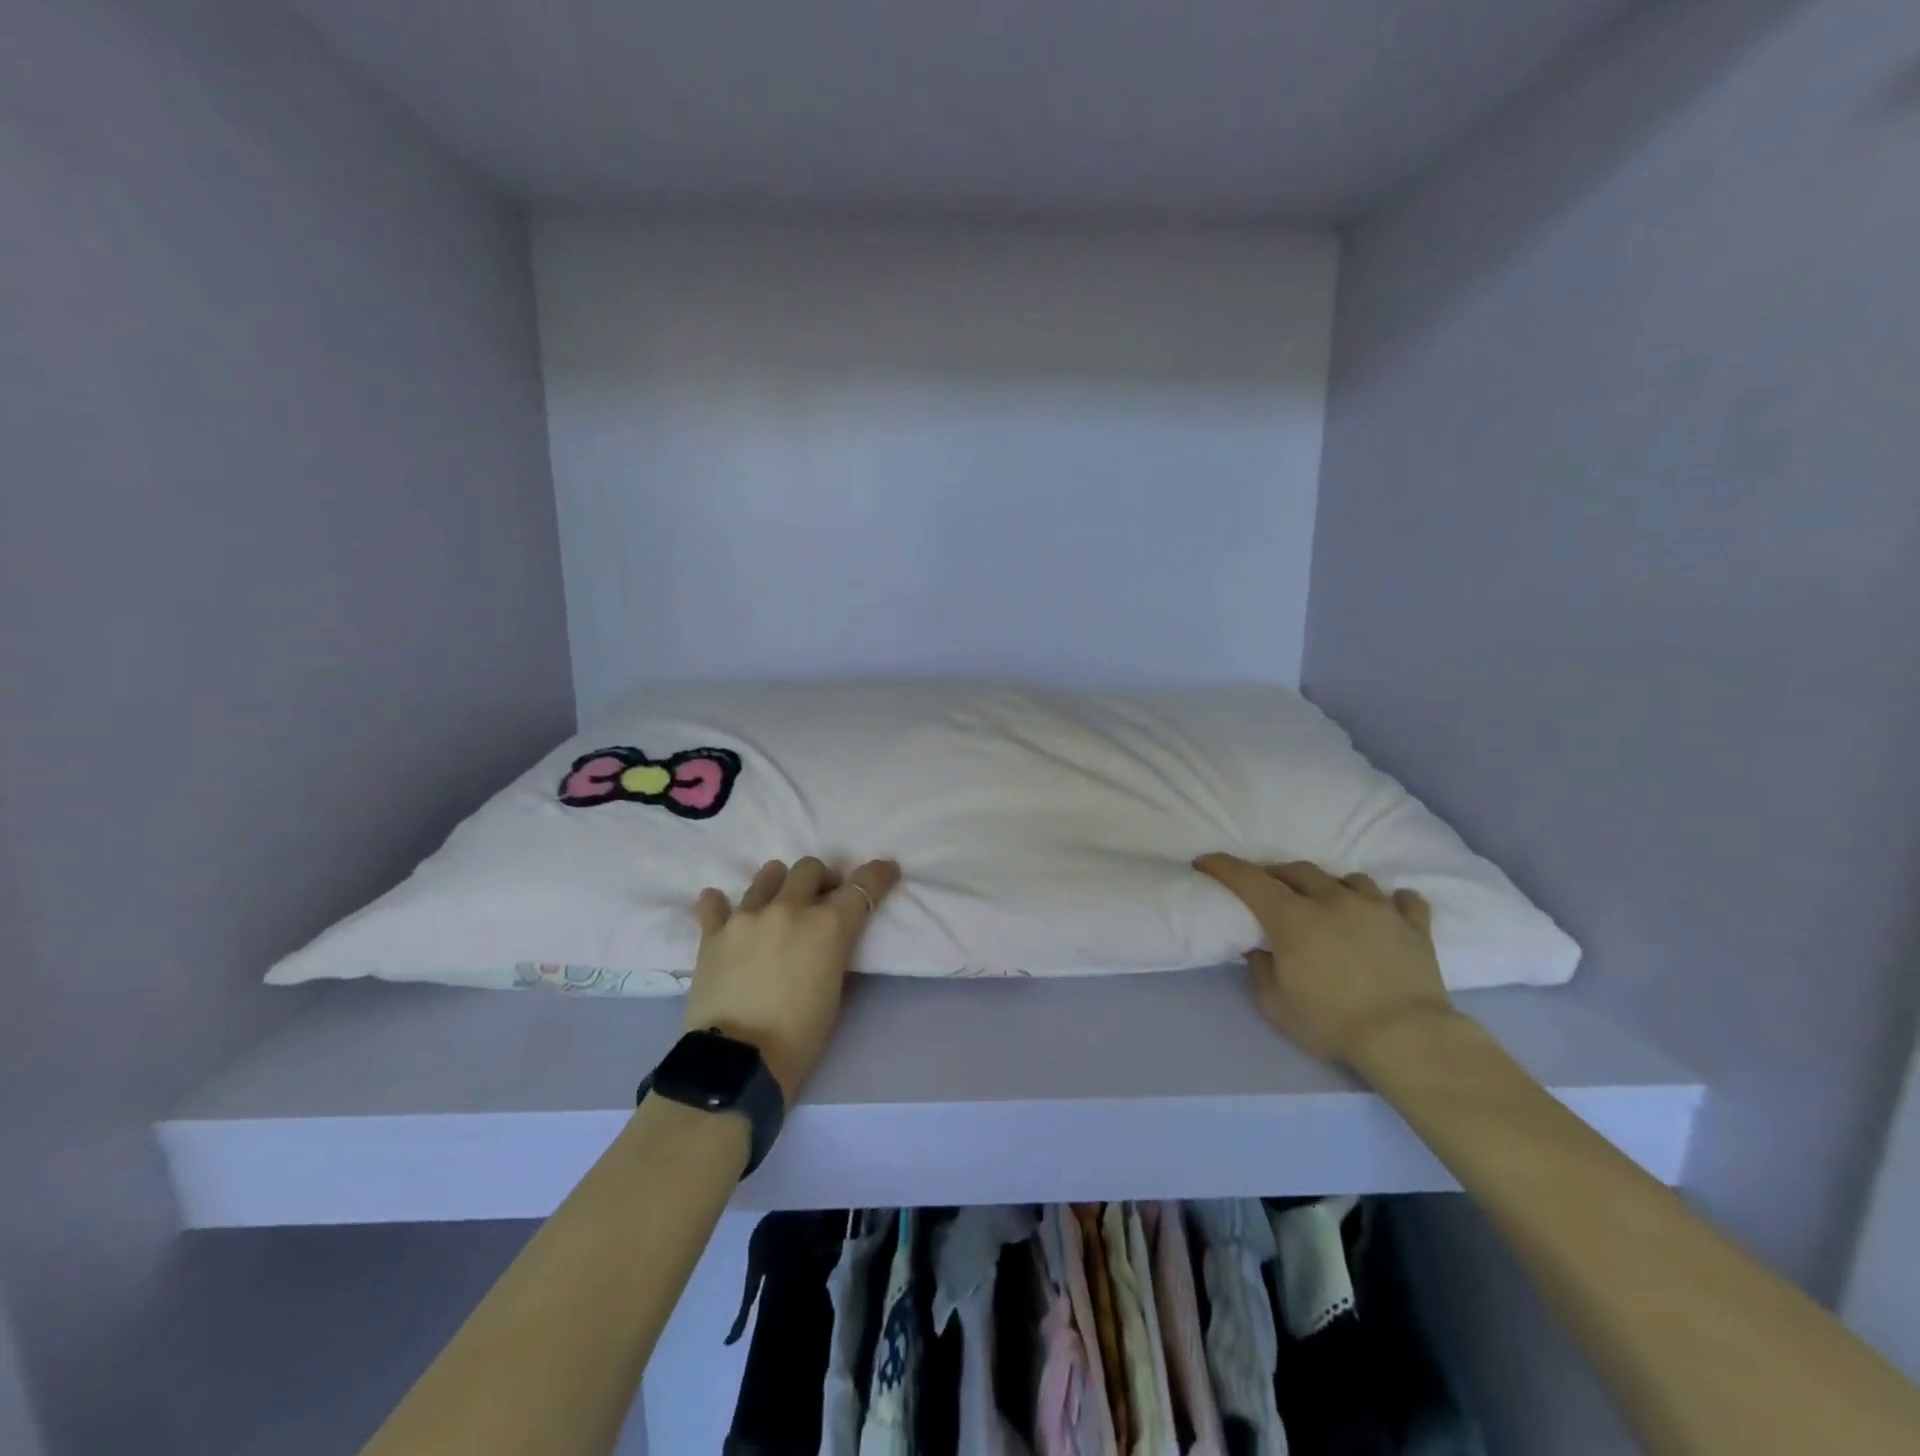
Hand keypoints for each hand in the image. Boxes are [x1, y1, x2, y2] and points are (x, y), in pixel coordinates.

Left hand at [684, 857, 900, 1100]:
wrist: (739, 1062)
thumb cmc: (800, 1036)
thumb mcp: (835, 990)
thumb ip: (833, 950)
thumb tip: (826, 938)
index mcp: (828, 925)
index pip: (863, 885)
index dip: (878, 875)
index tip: (886, 871)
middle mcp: (789, 908)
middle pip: (810, 868)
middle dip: (821, 879)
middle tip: (820, 899)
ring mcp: (748, 916)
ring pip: (767, 876)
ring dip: (777, 884)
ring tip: (776, 904)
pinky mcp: (714, 933)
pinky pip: (714, 905)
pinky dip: (719, 905)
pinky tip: (721, 909)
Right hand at [1193, 854, 1452, 1067]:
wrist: (1408, 1039)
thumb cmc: (1332, 1023)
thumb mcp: (1276, 1005)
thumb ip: (1260, 969)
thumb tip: (1258, 948)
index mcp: (1293, 917)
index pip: (1249, 879)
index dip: (1223, 867)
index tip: (1205, 862)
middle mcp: (1332, 900)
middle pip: (1298, 870)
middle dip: (1278, 874)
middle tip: (1270, 888)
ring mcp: (1377, 909)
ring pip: (1350, 879)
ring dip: (1332, 886)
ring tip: (1330, 901)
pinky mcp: (1414, 926)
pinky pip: (1405, 901)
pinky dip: (1392, 902)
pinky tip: (1387, 911)